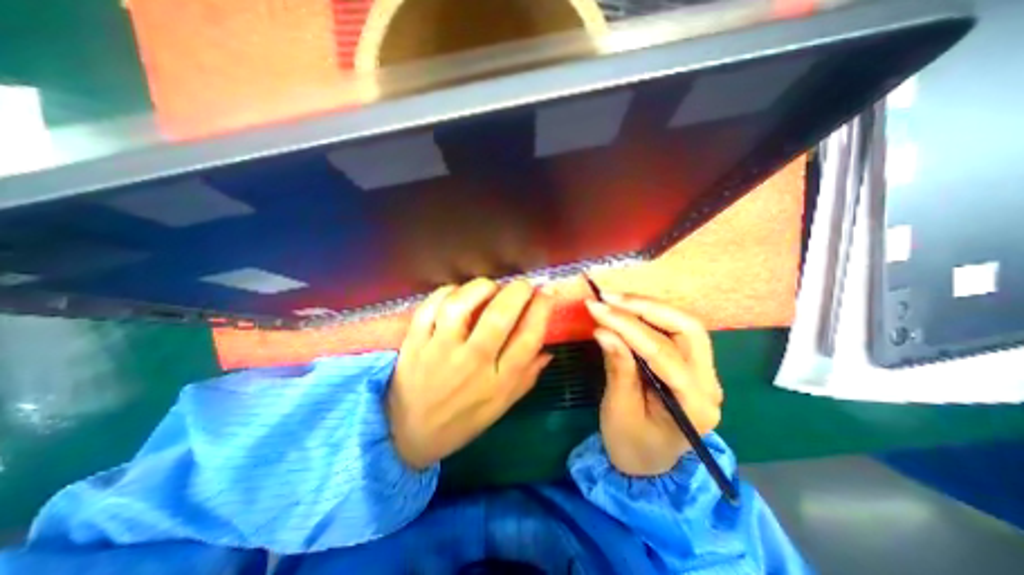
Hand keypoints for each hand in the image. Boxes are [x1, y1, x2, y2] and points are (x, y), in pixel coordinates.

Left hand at [391, 278, 552, 470]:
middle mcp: (472, 363)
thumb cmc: (461, 421)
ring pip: (462, 305)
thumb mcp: (501, 406)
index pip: (529, 338)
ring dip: (481, 288)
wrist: (408, 435)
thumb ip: (526, 377)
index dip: (542, 309)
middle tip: (524, 285)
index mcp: (498, 382)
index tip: (547, 292)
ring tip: (490, 287)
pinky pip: (430, 307)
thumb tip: (548, 350)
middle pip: (500, 316)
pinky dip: (446, 292)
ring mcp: (440, 350)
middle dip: (518, 291)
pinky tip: (458, 293)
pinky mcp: (415, 342)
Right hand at [588, 291, 723, 476]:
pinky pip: (673, 330)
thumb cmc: (631, 444)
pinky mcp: (690, 363)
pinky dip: (648, 315)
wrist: (648, 462)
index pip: (663, 353)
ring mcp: (703, 371)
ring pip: (683, 324)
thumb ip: (617, 368)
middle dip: (646, 307)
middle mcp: (709, 383)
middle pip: (687, 329)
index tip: (597, 308)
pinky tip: (626, 309)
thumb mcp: (619, 410)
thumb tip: (604, 330)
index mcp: (694, 405)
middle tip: (610, 298)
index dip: (628, 326)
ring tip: (614, 300)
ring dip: (647, 306)